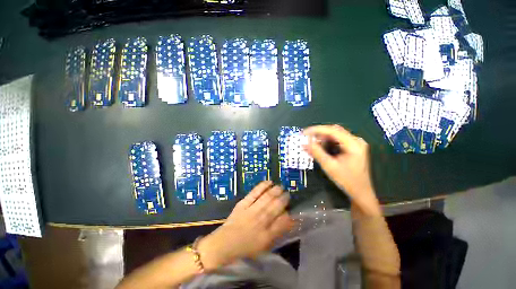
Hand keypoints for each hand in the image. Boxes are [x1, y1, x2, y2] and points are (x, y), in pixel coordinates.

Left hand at [198, 181, 293, 269]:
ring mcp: (251, 210)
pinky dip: (262, 186)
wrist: (225, 243)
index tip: (290, 209)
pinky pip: (255, 193)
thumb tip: (288, 220)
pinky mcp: (243, 203)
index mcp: (266, 234)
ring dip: (275, 191)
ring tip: (280, 187)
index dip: (288, 214)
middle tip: (287, 194)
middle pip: (275, 206)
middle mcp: (260, 220)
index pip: (282, 221)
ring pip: (267, 198)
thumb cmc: (246, 246)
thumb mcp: (264, 245)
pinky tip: (269, 182)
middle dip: (283, 199)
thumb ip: (277, 232)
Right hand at [303, 125, 380, 215]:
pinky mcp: (352, 147)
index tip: (304, 133)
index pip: (333, 130)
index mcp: (353, 144)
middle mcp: (356, 140)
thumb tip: (304, 143)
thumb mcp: (329, 166)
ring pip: (335, 135)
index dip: (317, 130)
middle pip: (334, 131)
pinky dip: (327, 142)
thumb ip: (317, 153)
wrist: (361, 192)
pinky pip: (337, 140)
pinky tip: (320, 147)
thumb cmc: (347, 181)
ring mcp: (355, 144)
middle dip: (319, 133)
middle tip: (306, 138)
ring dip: (322, 138)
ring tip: (311, 143)